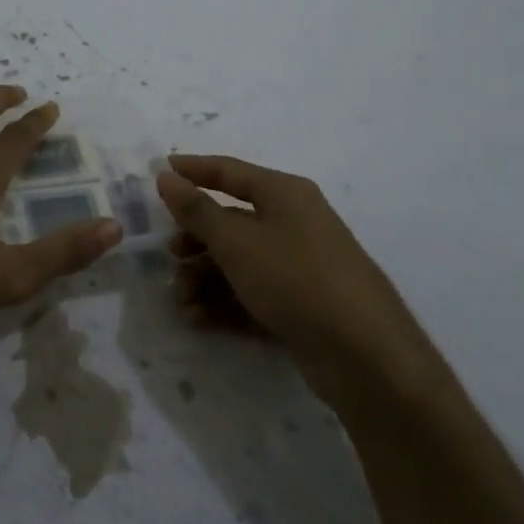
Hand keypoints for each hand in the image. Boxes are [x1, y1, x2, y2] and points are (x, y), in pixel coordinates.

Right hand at [155, 154, 423, 377]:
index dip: (194, 169)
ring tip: (183, 301)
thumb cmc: (294, 278)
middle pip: (231, 220)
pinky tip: (199, 318)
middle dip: (195, 239)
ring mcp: (299, 265)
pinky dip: (224, 302)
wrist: (363, 354)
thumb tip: (166, 176)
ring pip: (239, 261)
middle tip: (170, 255)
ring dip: (204, 278)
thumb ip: (196, 209)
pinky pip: (253, 292)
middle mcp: (293, 222)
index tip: (160, 169)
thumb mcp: (236, 241)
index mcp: (284, 193)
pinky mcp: (301, 304)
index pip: (229, 171)